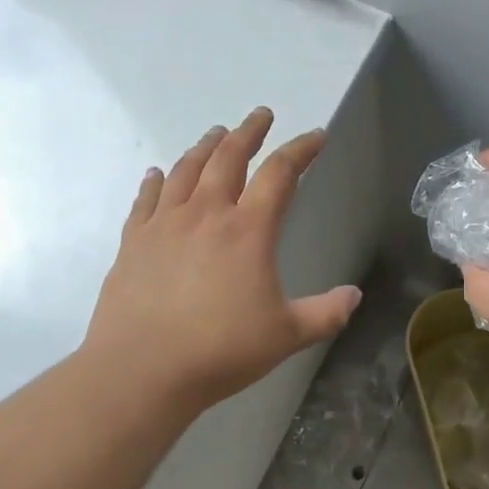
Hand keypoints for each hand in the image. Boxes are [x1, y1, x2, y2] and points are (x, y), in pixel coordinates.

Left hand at [80, 108, 361, 414]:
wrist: (139, 373)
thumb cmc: (219, 350)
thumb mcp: (286, 335)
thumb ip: (325, 313)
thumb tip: (355, 296)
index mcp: (248, 230)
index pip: (280, 174)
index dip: (301, 149)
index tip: (316, 136)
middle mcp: (206, 214)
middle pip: (228, 158)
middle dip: (249, 132)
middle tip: (261, 115)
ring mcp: (164, 225)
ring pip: (186, 170)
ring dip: (205, 147)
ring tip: (216, 134)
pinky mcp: (133, 242)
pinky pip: (146, 200)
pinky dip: (154, 182)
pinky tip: (157, 173)